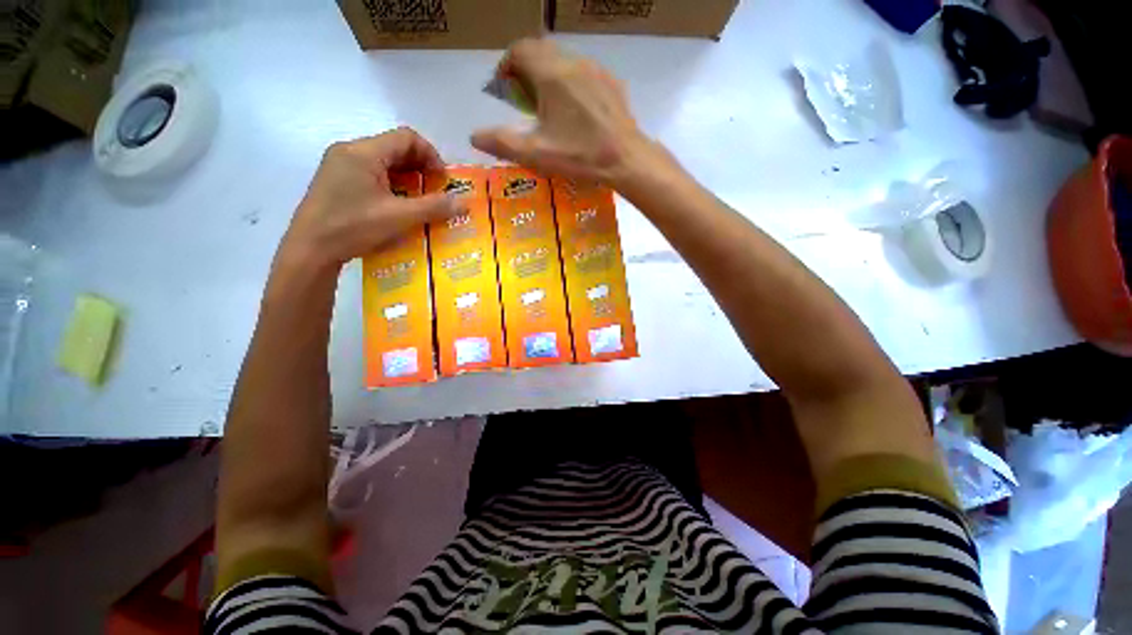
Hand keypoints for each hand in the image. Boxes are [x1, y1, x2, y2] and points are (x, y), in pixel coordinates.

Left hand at [281, 127, 463, 268]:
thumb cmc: (353, 227)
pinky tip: (397, 205)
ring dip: (407, 177)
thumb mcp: (399, 218)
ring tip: (420, 201)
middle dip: (421, 167)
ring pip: (384, 161)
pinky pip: (371, 173)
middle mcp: (350, 151)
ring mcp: (340, 165)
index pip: (406, 137)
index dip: (431, 155)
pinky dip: (391, 184)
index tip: (442, 181)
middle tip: (435, 192)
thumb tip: (464, 202)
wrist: (309, 249)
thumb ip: (433, 207)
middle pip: (395, 147)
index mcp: (363, 152)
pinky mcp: (336, 180)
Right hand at [471, 39, 665, 187]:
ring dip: (549, 76)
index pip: (519, 50)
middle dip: (526, 70)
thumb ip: (502, 143)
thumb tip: (474, 136)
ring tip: (550, 107)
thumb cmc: (580, 155)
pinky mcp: (611, 84)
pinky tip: (577, 111)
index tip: (504, 90)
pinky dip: (572, 84)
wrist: (626, 160)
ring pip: (564, 60)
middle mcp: (573, 62)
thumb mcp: (536, 153)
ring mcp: (596, 71)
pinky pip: (585, 73)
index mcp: (551, 74)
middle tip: (524, 99)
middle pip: (541, 51)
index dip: (506, 67)